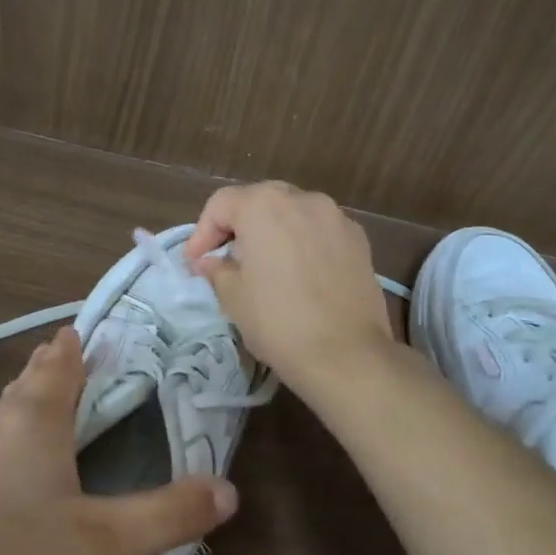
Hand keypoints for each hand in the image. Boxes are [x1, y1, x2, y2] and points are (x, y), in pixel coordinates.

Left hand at [0, 327, 238, 554]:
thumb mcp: (106, 544)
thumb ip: (170, 515)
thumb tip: (229, 491)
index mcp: (31, 423)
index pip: (57, 365)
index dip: (73, 345)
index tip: (83, 329)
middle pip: (25, 387)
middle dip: (50, 372)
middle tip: (74, 363)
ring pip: (1, 421)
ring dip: (26, 408)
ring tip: (47, 412)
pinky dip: (7, 447)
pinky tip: (12, 481)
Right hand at [183, 181, 393, 392]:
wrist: (347, 355)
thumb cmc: (278, 322)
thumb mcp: (234, 297)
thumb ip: (217, 270)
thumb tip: (208, 262)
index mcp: (264, 206)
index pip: (222, 204)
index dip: (202, 232)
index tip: (196, 263)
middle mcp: (303, 199)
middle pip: (261, 201)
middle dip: (239, 226)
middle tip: (226, 259)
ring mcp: (337, 218)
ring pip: (294, 214)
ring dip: (274, 232)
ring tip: (265, 266)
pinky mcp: (360, 240)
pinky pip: (321, 232)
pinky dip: (304, 243)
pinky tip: (301, 275)